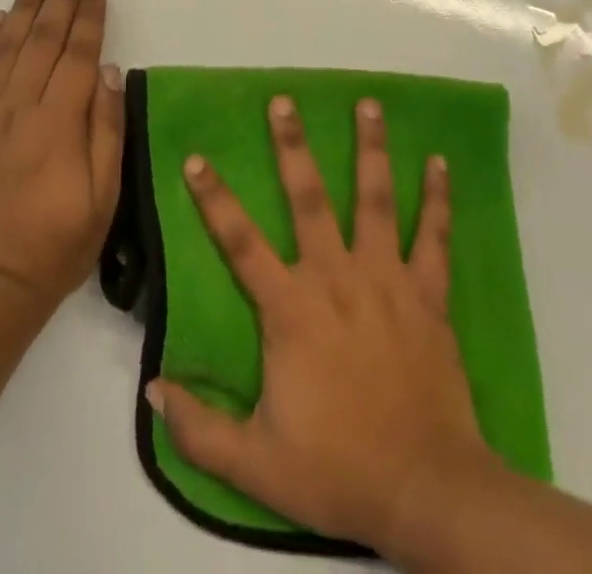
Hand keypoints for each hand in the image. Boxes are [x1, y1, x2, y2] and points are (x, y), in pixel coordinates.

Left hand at [0, 0, 125, 331]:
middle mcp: (19, 108)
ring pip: (7, 47)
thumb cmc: (52, 251)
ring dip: (23, 7)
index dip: (89, 18)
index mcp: (58, 123)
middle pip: (43, 39)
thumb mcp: (102, 201)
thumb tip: (110, 73)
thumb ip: (106, 131)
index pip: (79, 55)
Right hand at [147, 96, 498, 561]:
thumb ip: (199, 428)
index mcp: (291, 309)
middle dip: (293, 145)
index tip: (196, 158)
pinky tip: (439, 162)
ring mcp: (386, 279)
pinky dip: (437, 198)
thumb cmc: (338, 470)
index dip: (214, 199)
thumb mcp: (255, 465)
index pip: (240, 242)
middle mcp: (336, 277)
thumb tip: (152, 389)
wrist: (426, 491)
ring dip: (371, 148)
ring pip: (376, 199)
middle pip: (310, 198)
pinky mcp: (427, 294)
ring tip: (369, 102)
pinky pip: (433, 237)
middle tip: (284, 100)